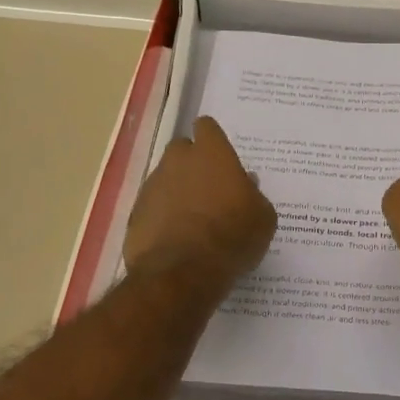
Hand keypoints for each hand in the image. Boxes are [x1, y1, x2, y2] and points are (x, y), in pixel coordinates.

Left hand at [125, 117, 276, 282]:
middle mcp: (178, 161)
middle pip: (182, 149)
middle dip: (193, 163)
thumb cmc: (232, 237)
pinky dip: (163, 216)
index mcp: (212, 154)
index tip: (222, 157)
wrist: (182, 272)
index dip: (214, 140)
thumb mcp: (263, 219)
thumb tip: (246, 184)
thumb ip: (254, 195)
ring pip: (166, 178)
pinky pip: (153, 206)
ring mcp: (152, 186)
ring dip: (178, 191)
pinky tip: (176, 238)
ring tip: (194, 220)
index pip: (207, 127)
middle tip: (210, 189)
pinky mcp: (136, 213)